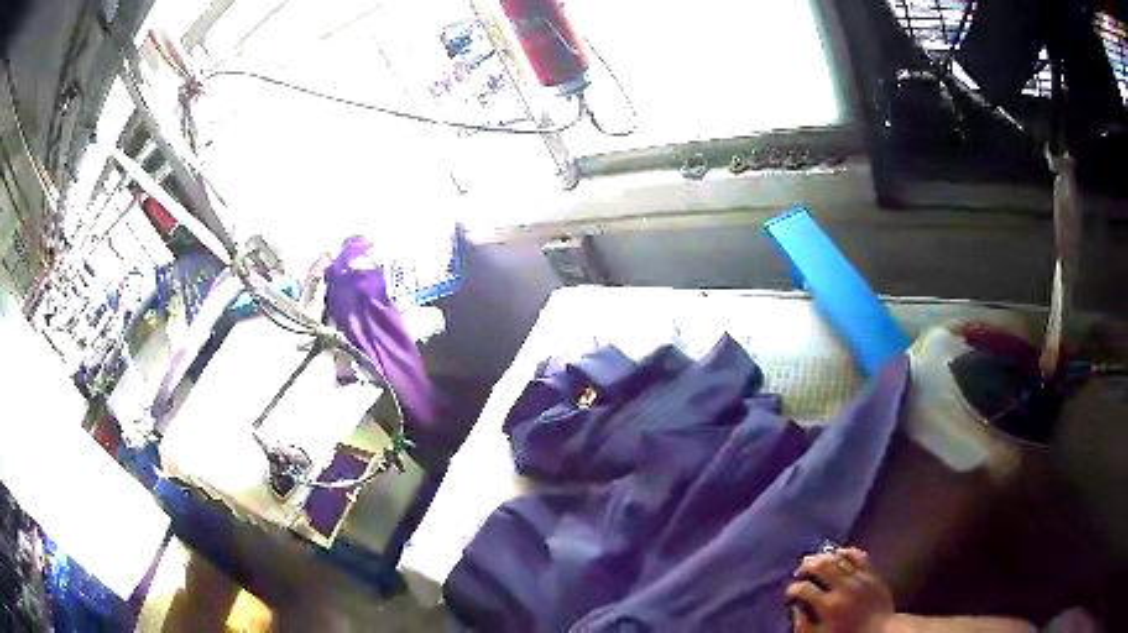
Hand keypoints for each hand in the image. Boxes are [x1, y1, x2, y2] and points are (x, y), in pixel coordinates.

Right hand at [786, 547, 893, 632]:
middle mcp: (843, 587)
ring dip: (824, 557)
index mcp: (828, 606)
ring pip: (838, 557)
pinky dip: (846, 552)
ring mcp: (859, 577)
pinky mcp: (872, 573)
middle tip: (800, 571)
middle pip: (821, 565)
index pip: (803, 589)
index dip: (792, 589)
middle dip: (806, 565)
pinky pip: (858, 555)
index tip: (791, 594)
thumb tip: (796, 609)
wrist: (881, 631)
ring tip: (816, 562)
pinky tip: (839, 555)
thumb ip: (803, 625)